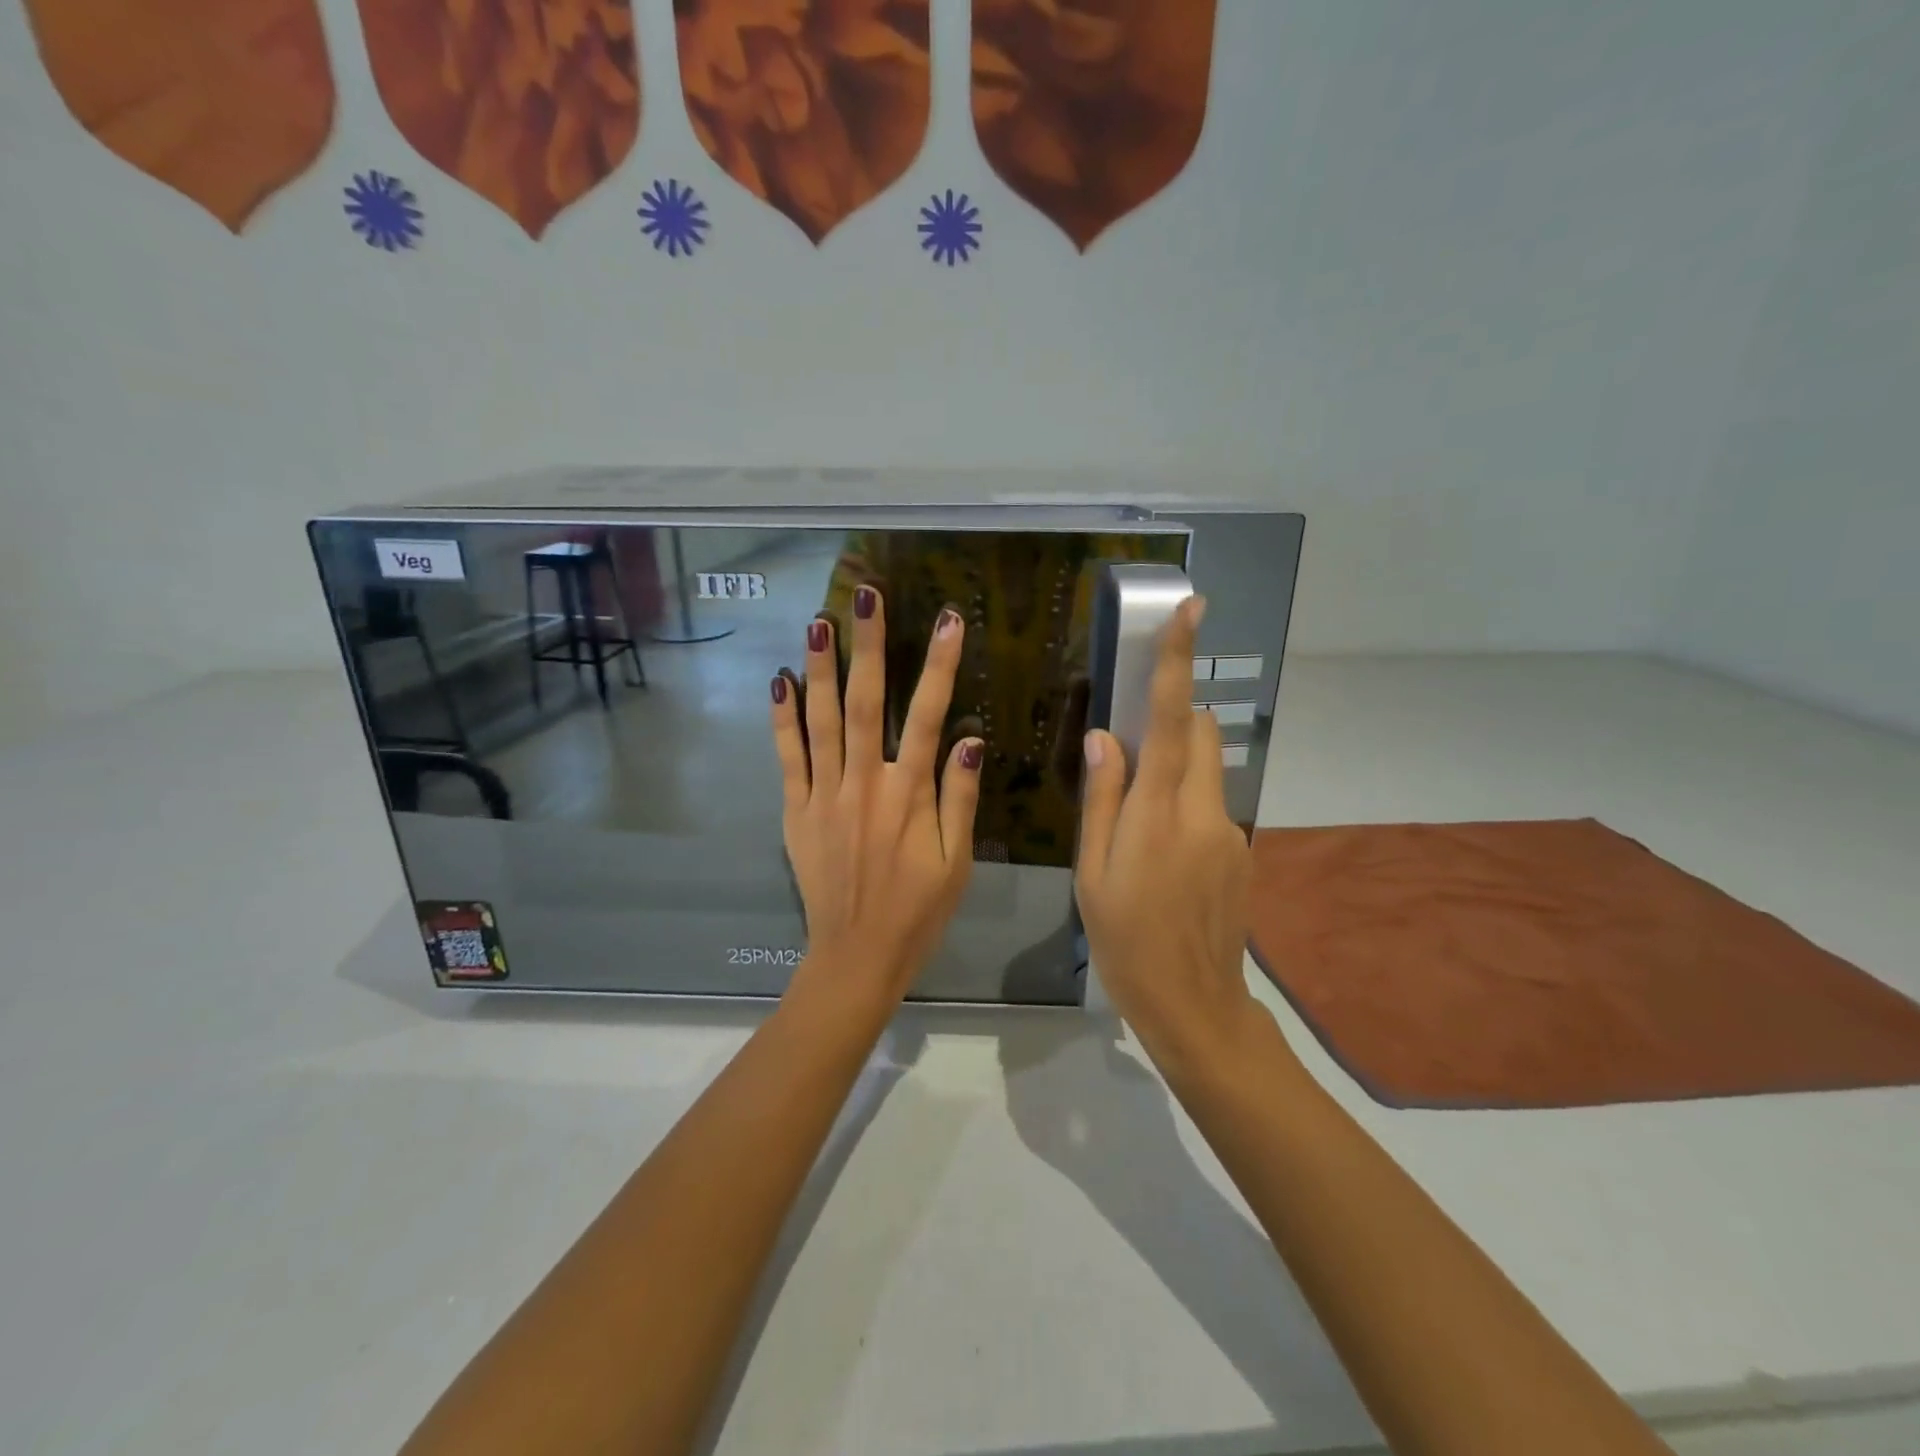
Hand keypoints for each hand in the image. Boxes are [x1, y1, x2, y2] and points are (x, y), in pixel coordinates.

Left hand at [771, 586, 982, 1001]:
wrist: (856, 954)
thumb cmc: (917, 910)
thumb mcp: (956, 861)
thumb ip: (959, 796)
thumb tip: (967, 737)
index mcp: (908, 794)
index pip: (928, 715)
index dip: (940, 665)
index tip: (950, 621)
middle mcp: (863, 783)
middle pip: (865, 703)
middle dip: (868, 646)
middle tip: (866, 596)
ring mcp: (823, 794)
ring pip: (820, 720)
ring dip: (821, 668)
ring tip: (819, 621)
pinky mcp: (796, 810)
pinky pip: (787, 756)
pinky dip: (783, 718)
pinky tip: (780, 681)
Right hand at [1075, 596, 1260, 1073]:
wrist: (1194, 1005)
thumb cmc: (1126, 940)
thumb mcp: (1094, 871)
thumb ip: (1103, 797)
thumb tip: (1105, 736)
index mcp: (1160, 813)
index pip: (1173, 721)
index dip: (1178, 662)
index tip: (1193, 608)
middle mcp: (1205, 811)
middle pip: (1202, 733)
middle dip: (1175, 720)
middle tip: (1133, 754)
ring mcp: (1231, 832)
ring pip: (1207, 771)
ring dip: (1178, 769)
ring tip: (1141, 828)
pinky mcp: (1242, 852)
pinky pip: (1212, 806)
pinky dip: (1186, 807)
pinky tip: (1163, 861)